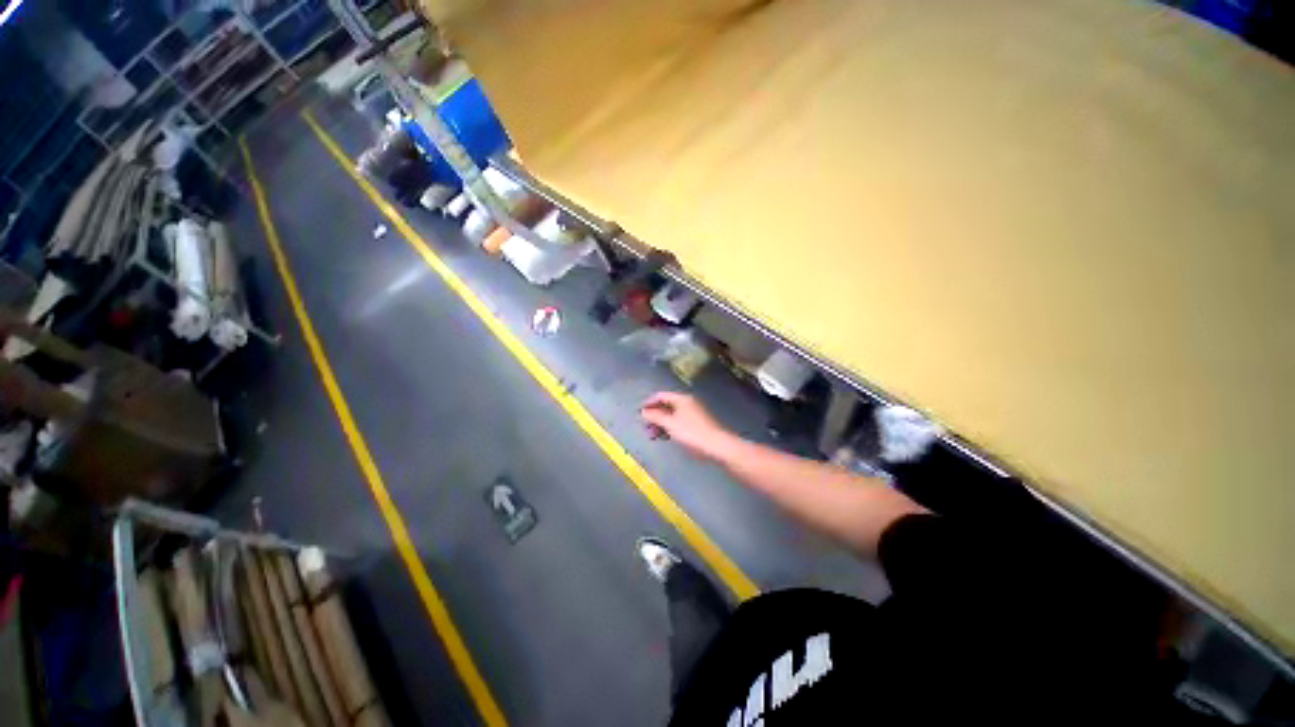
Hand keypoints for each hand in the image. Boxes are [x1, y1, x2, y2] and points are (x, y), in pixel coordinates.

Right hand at [640, 392, 735, 461]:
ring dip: (660, 423)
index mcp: (681, 399)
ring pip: (671, 415)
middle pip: (666, 405)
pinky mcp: (695, 424)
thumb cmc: (691, 432)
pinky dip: (669, 428)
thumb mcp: (670, 424)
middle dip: (654, 415)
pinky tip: (664, 437)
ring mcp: (692, 413)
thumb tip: (643, 411)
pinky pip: (677, 422)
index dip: (649, 403)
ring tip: (652, 435)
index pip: (661, 396)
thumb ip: (655, 416)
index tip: (639, 412)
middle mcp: (687, 403)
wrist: (716, 445)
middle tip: (645, 426)